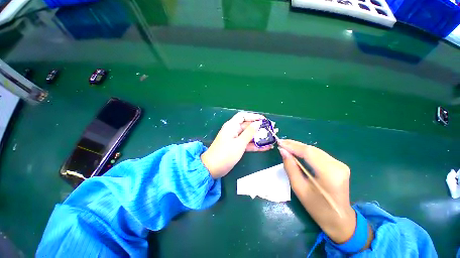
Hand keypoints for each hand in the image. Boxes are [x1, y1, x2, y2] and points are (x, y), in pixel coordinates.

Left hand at [201, 112, 272, 178]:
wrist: (213, 168)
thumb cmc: (225, 154)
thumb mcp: (239, 143)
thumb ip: (249, 133)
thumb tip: (258, 123)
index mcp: (232, 126)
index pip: (243, 116)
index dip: (253, 116)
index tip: (264, 120)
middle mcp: (233, 130)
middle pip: (247, 126)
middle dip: (259, 127)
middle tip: (272, 129)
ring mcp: (235, 139)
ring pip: (249, 135)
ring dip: (259, 137)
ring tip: (272, 138)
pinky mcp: (237, 147)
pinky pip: (247, 143)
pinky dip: (255, 145)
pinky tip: (266, 147)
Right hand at [278, 140, 356, 243]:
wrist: (339, 219)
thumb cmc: (317, 207)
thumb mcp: (299, 188)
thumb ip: (290, 168)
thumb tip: (283, 151)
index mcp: (329, 174)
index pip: (308, 153)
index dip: (292, 146)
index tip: (279, 142)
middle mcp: (337, 165)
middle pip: (312, 149)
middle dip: (294, 145)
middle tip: (281, 142)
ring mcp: (340, 164)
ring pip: (315, 150)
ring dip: (299, 147)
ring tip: (286, 145)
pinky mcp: (338, 165)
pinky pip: (318, 154)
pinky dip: (306, 151)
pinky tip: (296, 151)